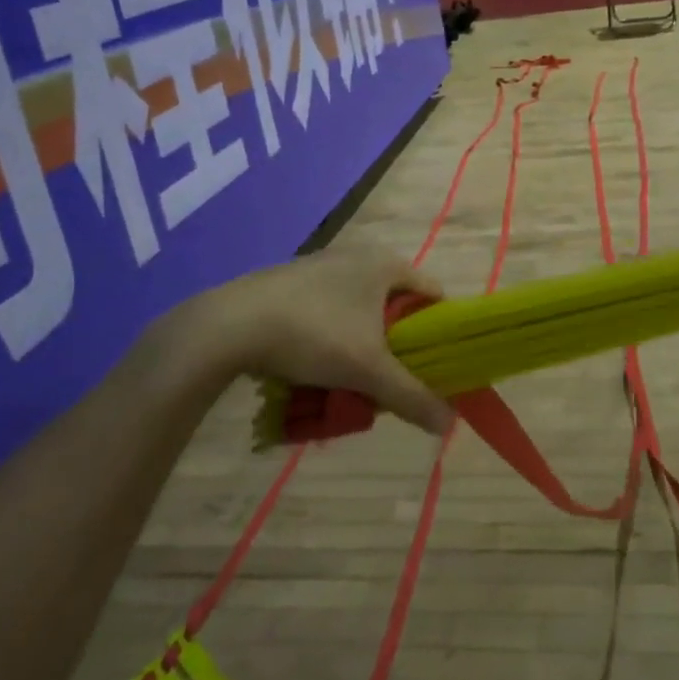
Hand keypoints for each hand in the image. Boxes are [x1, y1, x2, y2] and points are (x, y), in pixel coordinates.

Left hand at [186, 247, 453, 434]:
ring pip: (361, 311)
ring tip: (349, 380)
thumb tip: (449, 424)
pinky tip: (314, 366)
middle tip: (388, 380)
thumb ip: (412, 396)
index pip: (433, 295)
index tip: (431, 367)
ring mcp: (322, 265)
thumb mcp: (368, 371)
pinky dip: (332, 337)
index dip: (439, 332)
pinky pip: (330, 310)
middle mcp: (359, 255)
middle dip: (396, 346)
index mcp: (386, 264)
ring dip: (362, 345)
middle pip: (396, 306)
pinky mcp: (293, 281)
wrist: (229, 325)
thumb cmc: (313, 335)